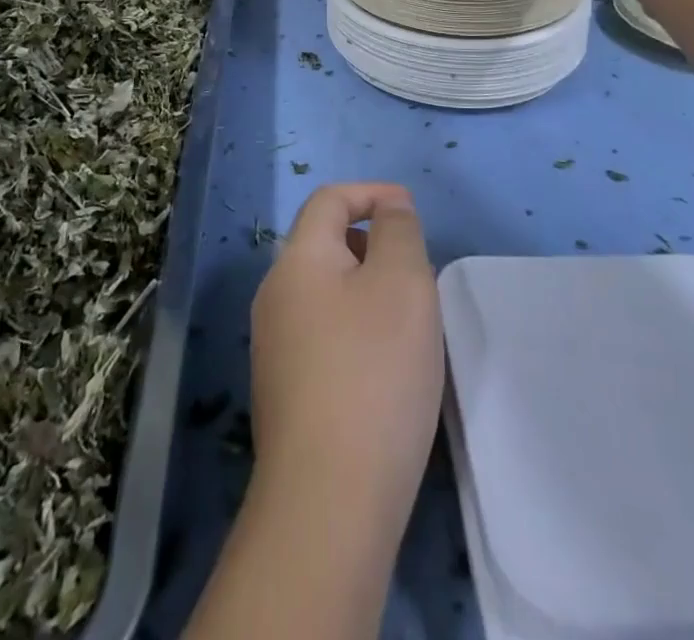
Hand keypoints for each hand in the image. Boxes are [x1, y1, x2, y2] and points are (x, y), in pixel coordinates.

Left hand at [248, 183, 443, 544]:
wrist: (329, 500)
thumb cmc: (373, 372)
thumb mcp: (403, 282)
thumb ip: (398, 231)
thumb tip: (389, 209)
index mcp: (297, 260)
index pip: (329, 200)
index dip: (372, 193)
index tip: (412, 211)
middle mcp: (274, 296)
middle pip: (325, 245)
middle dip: (374, 245)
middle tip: (419, 277)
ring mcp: (274, 347)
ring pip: (327, 293)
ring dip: (368, 291)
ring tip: (410, 324)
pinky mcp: (284, 391)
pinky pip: (324, 334)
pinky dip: (357, 330)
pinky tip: (385, 369)